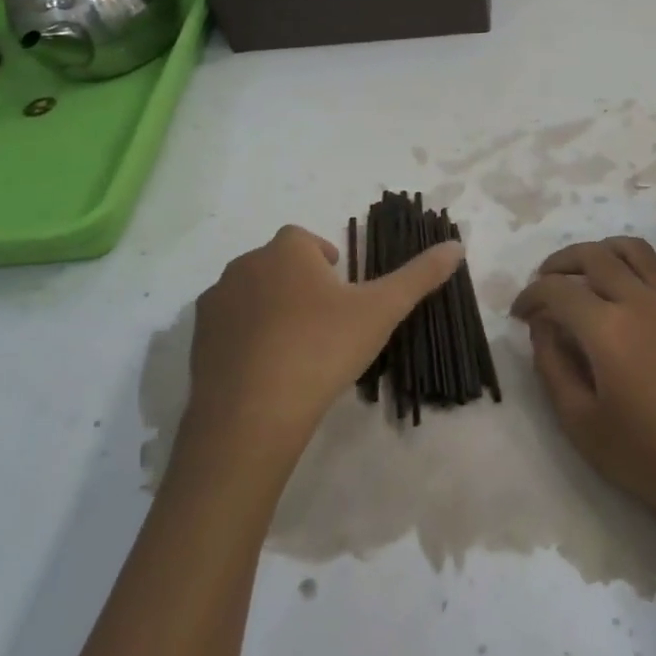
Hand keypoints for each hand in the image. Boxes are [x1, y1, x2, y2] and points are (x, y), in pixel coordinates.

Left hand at [184, 225, 463, 472]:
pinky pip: (229, 328)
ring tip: (297, 350)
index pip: (307, 241)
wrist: (252, 414)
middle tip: (326, 325)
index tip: (343, 295)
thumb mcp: (381, 311)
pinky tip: (266, 372)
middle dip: (300, 285)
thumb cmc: (322, 348)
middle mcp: (245, 265)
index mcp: (287, 250)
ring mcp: (216, 302)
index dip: (326, 263)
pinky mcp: (197, 340)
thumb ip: (419, 276)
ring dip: (272, 310)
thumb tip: (457, 246)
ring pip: (251, 295)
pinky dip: (247, 340)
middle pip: (278, 265)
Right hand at [510, 237, 655, 541]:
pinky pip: (655, 272)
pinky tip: (619, 301)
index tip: (518, 315)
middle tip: (542, 284)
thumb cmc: (648, 457)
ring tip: (582, 275)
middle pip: (594, 255)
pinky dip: (627, 268)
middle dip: (559, 263)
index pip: (557, 289)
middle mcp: (639, 302)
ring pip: (632, 251)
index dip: (530, 296)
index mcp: (607, 328)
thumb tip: (543, 328)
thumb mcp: (581, 423)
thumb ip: (553, 367)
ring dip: (599, 252)